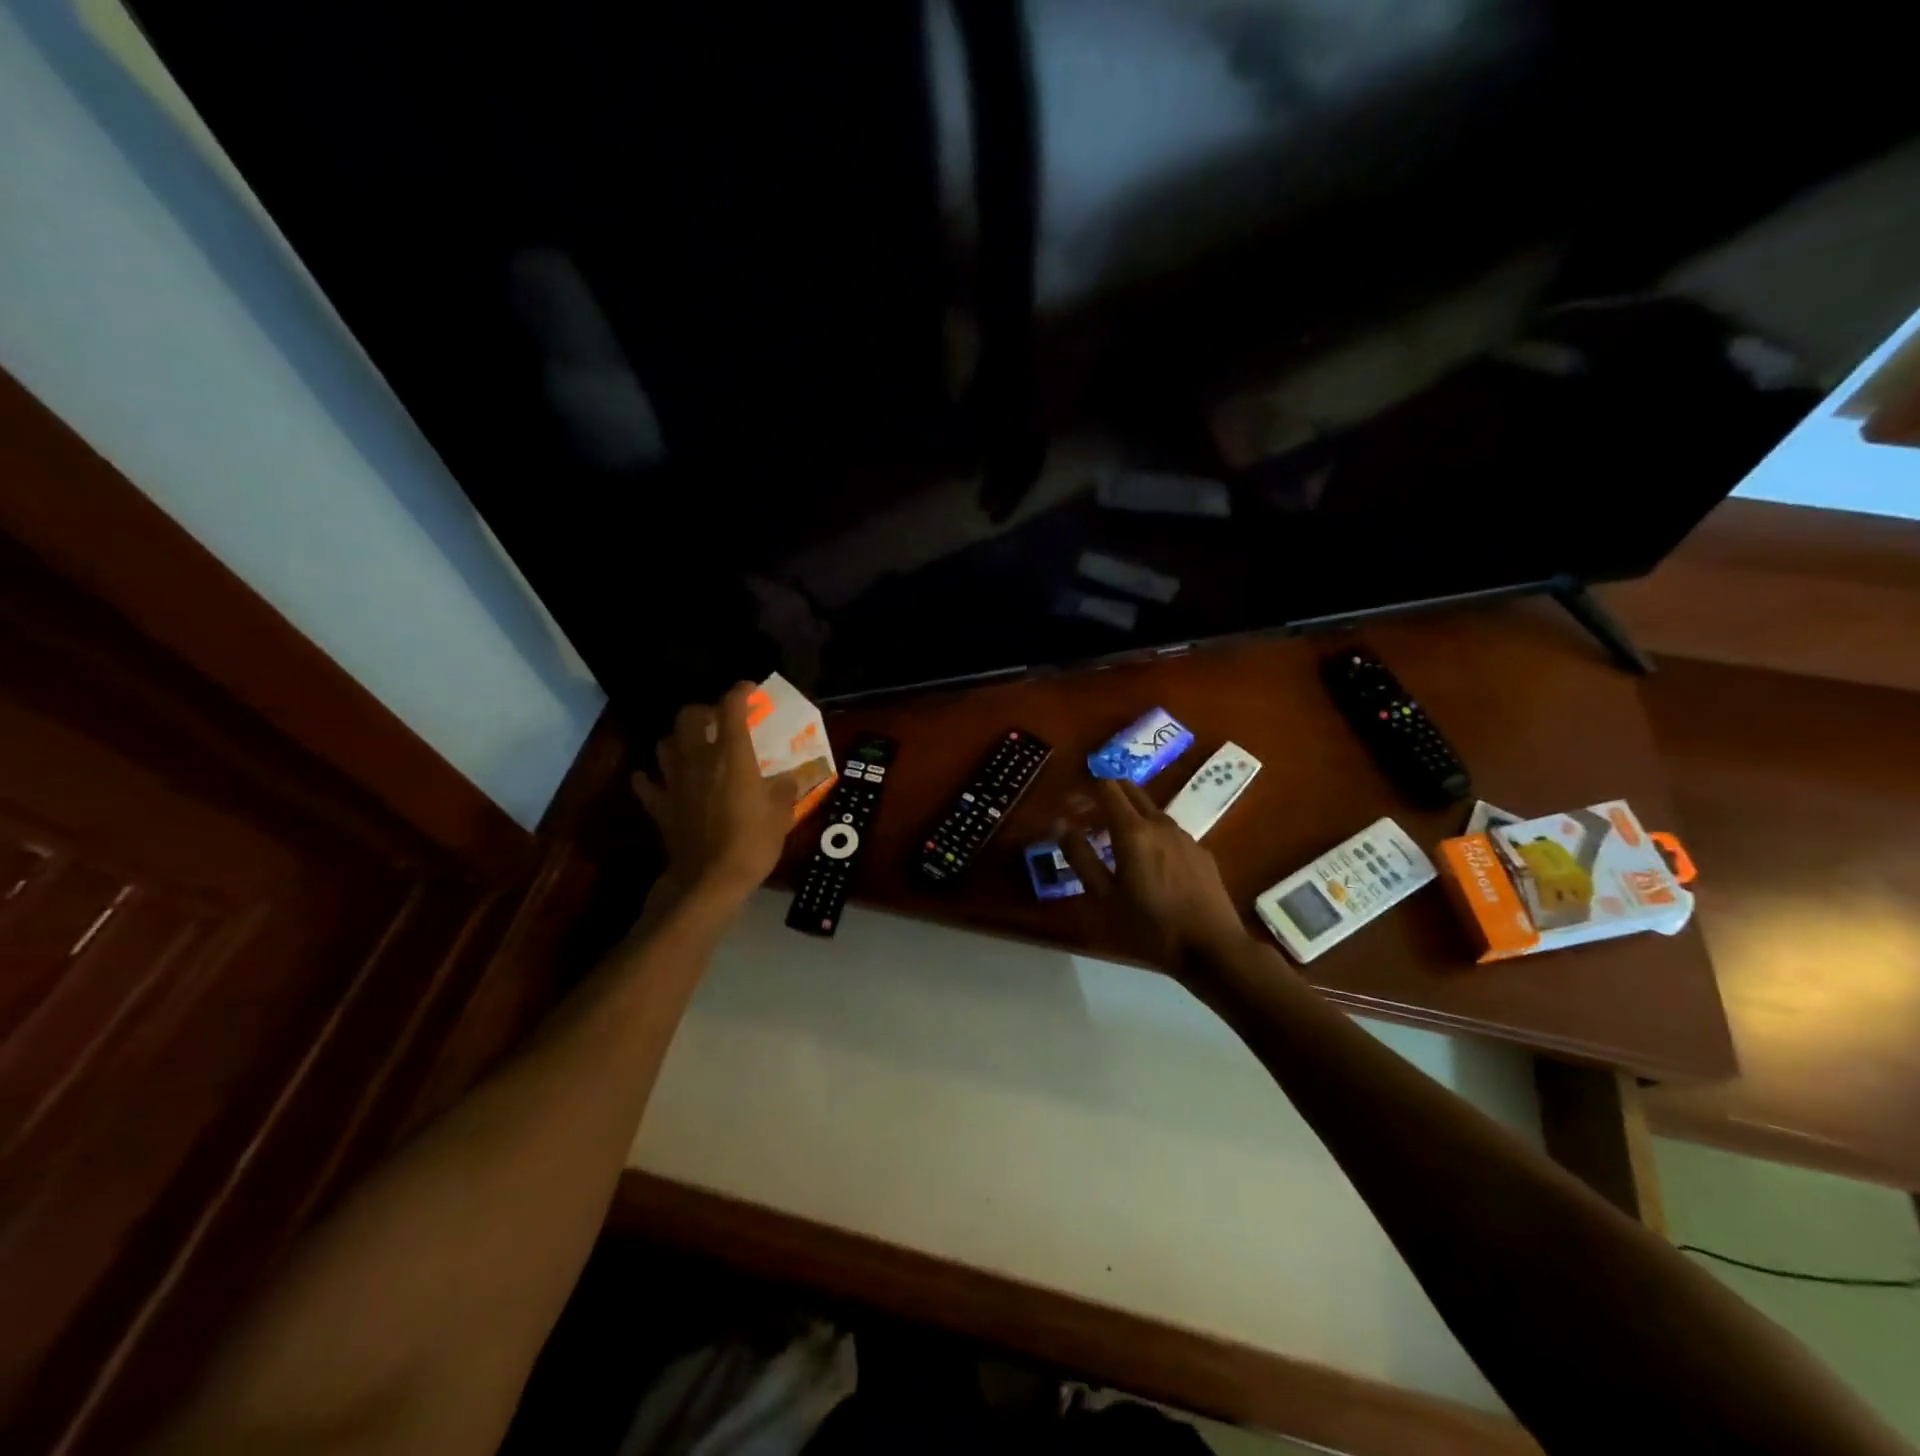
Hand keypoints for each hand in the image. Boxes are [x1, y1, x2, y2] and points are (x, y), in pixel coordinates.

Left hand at [632, 683, 801, 911]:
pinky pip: (647, 783)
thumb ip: (784, 789)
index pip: (732, 708)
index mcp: (732, 755)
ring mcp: (674, 781)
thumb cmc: (752, 842)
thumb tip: (790, 779)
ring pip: (665, 744)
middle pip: (689, 717)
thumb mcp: (781, 814)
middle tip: (719, 720)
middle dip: (704, 711)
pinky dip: (650, 777)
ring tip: (692, 747)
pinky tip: (659, 779)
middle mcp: (699, 759)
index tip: (749, 690)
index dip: (740, 692)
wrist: (710, 880)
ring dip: (678, 739)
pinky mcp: (659, 805)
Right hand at [1060, 779, 1248, 970]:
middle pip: (1131, 790)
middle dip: (1107, 793)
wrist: (1212, 948)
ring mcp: (1184, 836)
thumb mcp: (1104, 897)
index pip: (1107, 787)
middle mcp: (1159, 823)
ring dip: (1129, 814)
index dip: (1087, 786)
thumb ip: (1081, 857)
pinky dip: (1151, 833)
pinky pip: (1169, 831)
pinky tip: (1149, 862)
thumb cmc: (1150, 926)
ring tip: (1115, 842)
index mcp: (1132, 831)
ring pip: (1151, 810)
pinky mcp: (1200, 851)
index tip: (1072, 801)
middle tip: (1088, 815)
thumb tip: (1060, 824)